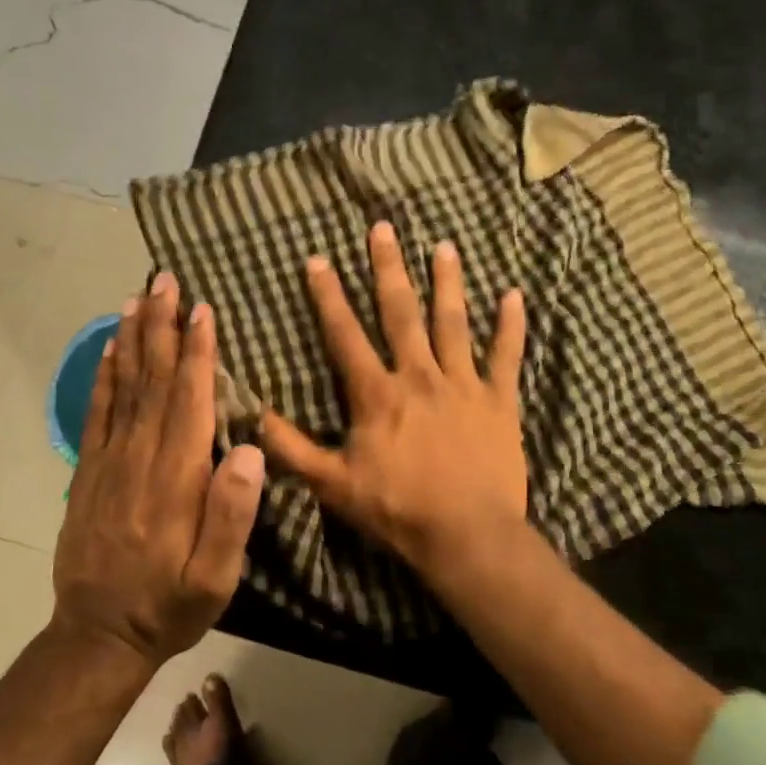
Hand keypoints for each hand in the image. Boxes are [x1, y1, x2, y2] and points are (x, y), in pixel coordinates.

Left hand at [52, 273, 264, 666]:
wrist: (97, 635)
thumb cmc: (169, 604)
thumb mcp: (215, 577)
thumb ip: (232, 514)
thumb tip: (250, 449)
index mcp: (175, 478)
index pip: (188, 400)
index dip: (196, 352)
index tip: (202, 309)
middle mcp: (139, 458)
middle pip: (152, 380)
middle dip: (161, 326)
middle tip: (165, 280)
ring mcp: (108, 462)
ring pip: (122, 387)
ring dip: (131, 339)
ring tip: (137, 298)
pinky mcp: (88, 471)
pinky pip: (97, 412)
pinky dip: (104, 376)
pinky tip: (109, 351)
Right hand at [260, 222, 527, 571]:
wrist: (467, 535)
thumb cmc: (397, 509)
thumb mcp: (333, 484)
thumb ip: (291, 448)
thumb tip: (251, 415)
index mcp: (377, 393)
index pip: (346, 335)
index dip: (328, 297)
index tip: (318, 259)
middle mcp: (419, 376)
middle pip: (401, 313)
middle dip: (388, 269)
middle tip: (383, 228)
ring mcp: (463, 384)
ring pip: (453, 323)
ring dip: (447, 283)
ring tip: (444, 246)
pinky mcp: (499, 401)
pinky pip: (506, 357)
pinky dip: (511, 326)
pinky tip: (514, 295)